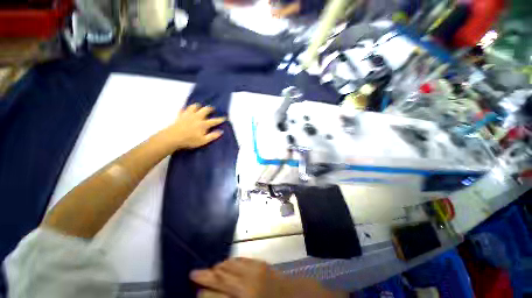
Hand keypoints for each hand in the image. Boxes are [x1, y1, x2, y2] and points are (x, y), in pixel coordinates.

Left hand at [165, 104, 225, 149]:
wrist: (172, 137)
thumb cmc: (189, 140)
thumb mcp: (203, 141)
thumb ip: (213, 136)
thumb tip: (221, 131)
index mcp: (203, 124)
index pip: (214, 121)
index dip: (220, 119)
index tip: (224, 117)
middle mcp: (197, 117)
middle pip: (205, 110)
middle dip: (209, 108)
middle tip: (212, 109)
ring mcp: (188, 115)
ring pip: (194, 106)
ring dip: (198, 106)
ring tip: (199, 106)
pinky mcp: (180, 115)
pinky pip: (183, 109)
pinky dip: (186, 109)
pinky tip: (186, 110)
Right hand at [191, 258, 346, 297]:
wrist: (295, 297)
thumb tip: (210, 296)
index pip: (215, 294)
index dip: (203, 291)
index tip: (195, 290)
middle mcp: (246, 282)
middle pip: (220, 275)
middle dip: (205, 274)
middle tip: (194, 273)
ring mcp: (254, 269)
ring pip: (229, 264)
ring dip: (218, 267)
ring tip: (210, 270)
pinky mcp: (260, 262)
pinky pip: (240, 259)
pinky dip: (231, 261)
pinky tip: (226, 264)